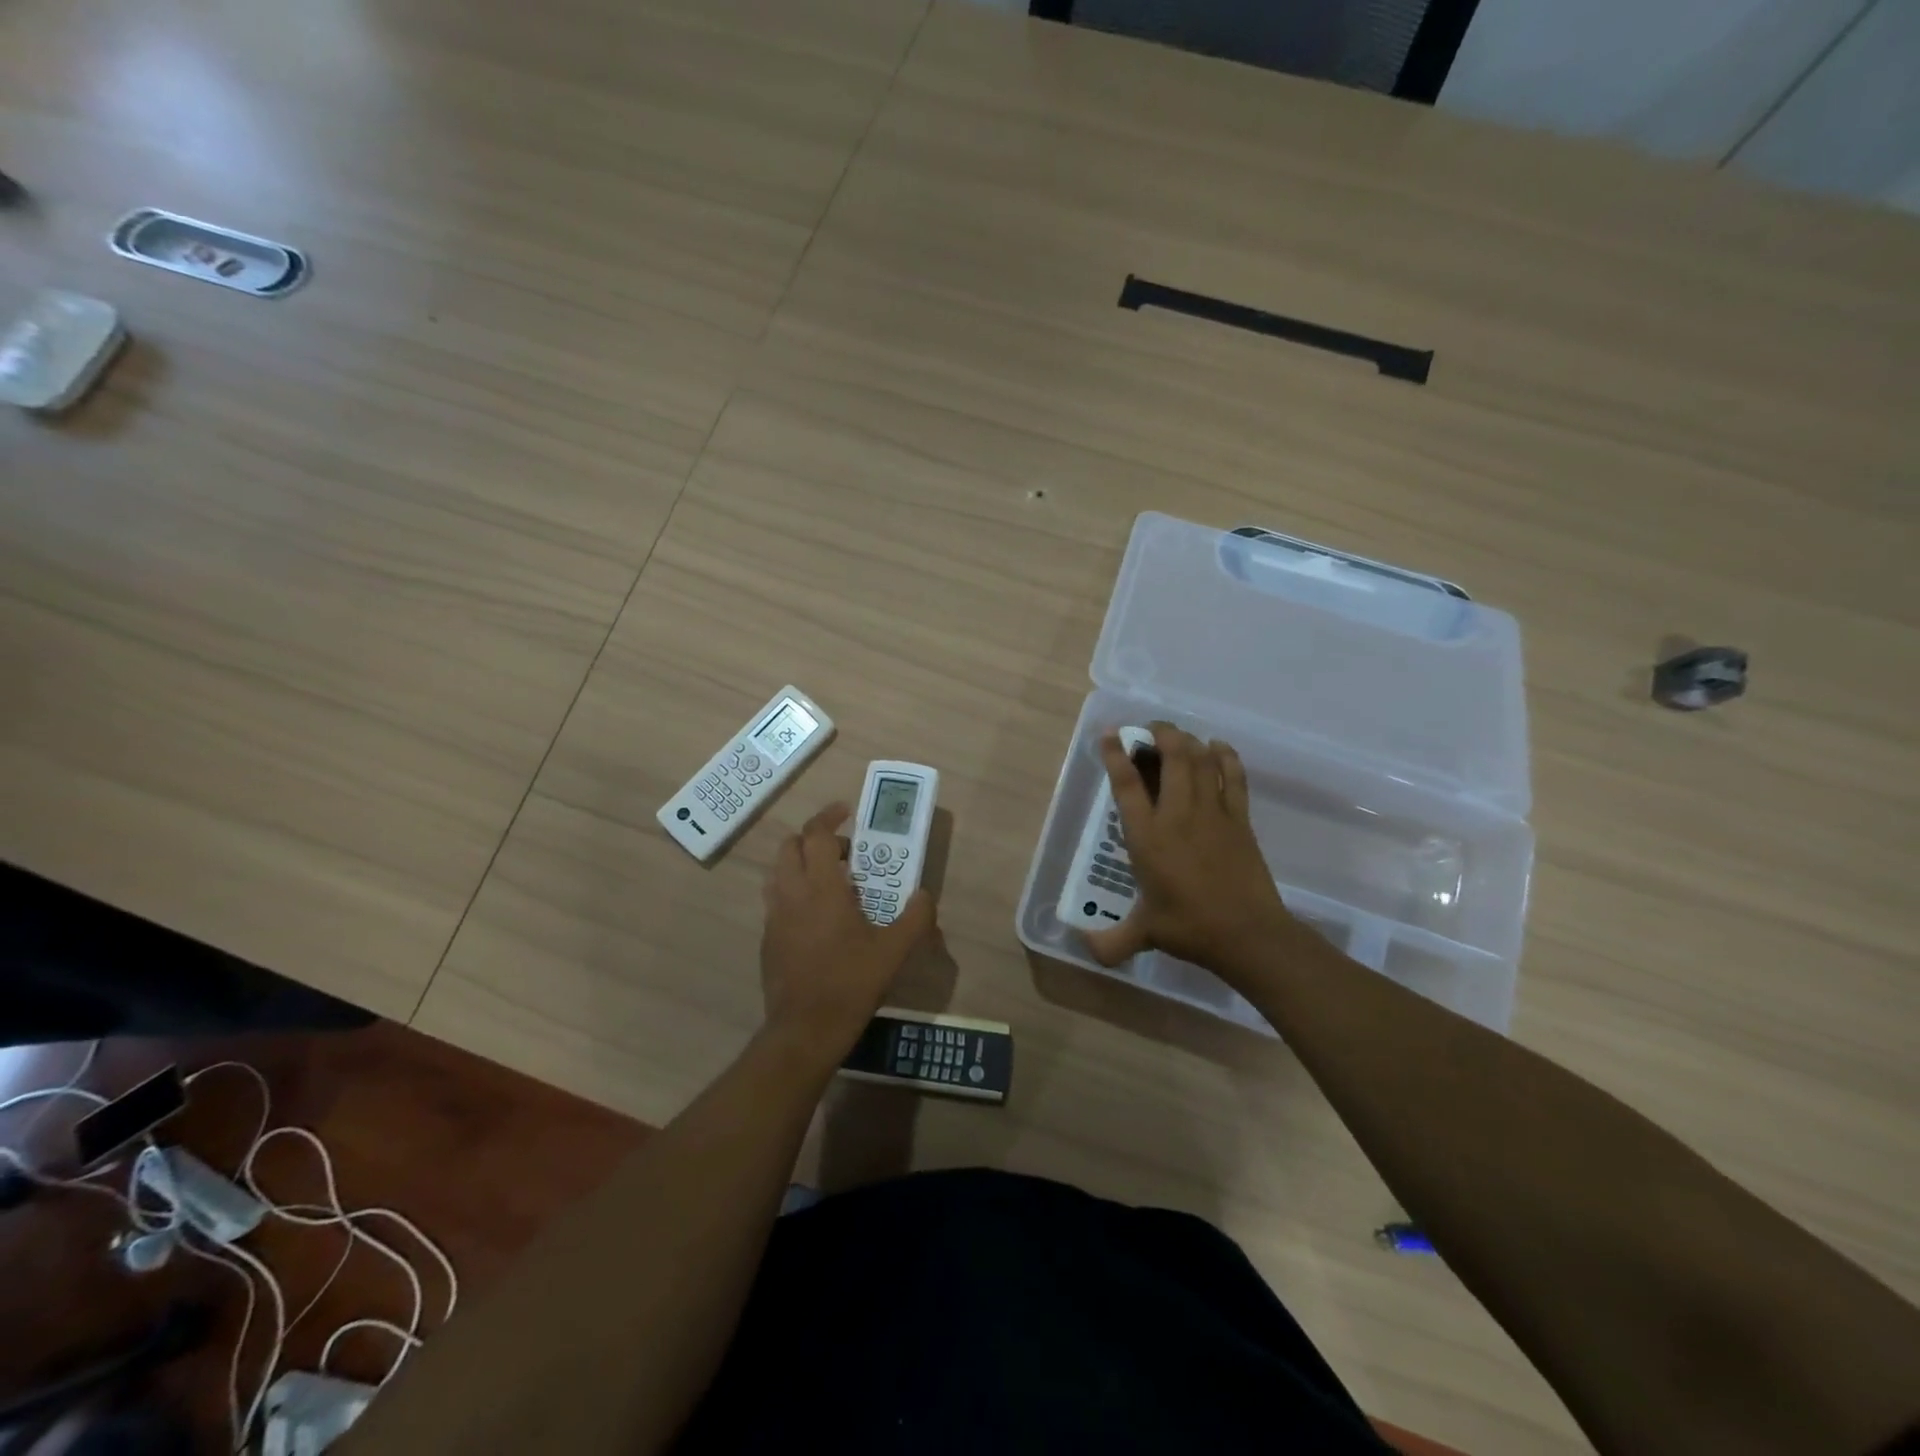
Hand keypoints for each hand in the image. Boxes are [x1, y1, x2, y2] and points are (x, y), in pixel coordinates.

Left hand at [761, 802, 934, 1057]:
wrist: (804, 1029)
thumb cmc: (851, 982)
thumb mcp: (894, 951)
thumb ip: (915, 918)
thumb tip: (925, 895)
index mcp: (821, 887)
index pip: (816, 834)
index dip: (829, 816)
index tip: (847, 812)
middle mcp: (791, 894)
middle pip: (790, 846)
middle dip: (814, 839)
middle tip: (845, 853)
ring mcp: (774, 917)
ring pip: (778, 872)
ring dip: (801, 864)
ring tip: (832, 881)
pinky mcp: (767, 939)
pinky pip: (776, 900)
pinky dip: (794, 893)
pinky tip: (818, 918)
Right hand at [1083, 723, 1300, 978]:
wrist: (1247, 935)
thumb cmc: (1189, 928)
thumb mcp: (1144, 933)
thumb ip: (1111, 942)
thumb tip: (1085, 951)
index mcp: (1148, 837)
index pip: (1128, 785)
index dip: (1117, 755)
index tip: (1111, 734)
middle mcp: (1178, 816)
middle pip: (1172, 758)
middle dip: (1160, 734)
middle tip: (1150, 728)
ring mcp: (1212, 813)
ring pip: (1201, 761)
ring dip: (1188, 741)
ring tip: (1178, 735)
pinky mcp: (1240, 819)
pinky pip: (1233, 777)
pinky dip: (1225, 756)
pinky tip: (1218, 746)